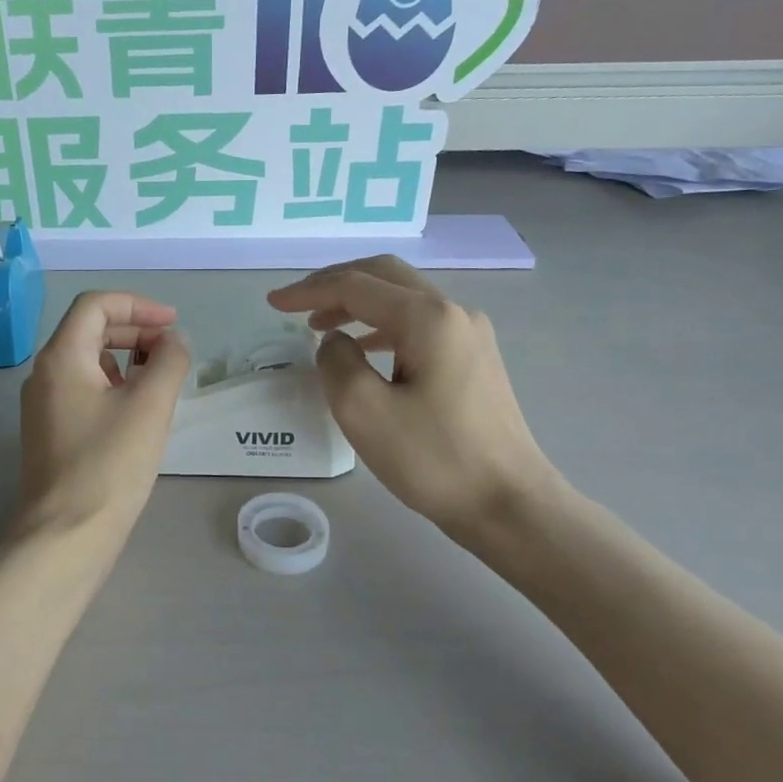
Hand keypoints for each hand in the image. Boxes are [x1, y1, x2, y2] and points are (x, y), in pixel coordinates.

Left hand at [16, 291, 191, 538]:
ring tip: (161, 379)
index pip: (95, 305)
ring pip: (87, 362)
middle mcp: (44, 374)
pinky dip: (114, 385)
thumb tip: (173, 342)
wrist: (66, 535)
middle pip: (90, 330)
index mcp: (61, 357)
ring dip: (126, 359)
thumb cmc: (109, 464)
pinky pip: (84, 390)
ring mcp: (44, 405)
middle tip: (173, 350)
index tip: (173, 325)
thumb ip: (168, 362)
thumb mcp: (150, 406)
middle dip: (135, 330)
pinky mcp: (51, 432)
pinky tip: (139, 409)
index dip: (138, 305)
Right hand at [268, 256, 560, 550]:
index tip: (273, 303)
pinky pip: (419, 325)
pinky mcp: (474, 359)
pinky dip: (382, 326)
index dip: (308, 290)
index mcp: (428, 318)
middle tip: (296, 304)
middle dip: (334, 284)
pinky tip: (365, 348)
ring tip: (321, 325)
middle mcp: (453, 313)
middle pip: (384, 277)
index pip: (356, 286)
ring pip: (403, 299)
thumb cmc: (434, 459)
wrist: (509, 504)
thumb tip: (336, 341)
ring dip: (358, 304)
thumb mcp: (364, 411)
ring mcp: (469, 335)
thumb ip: (337, 362)